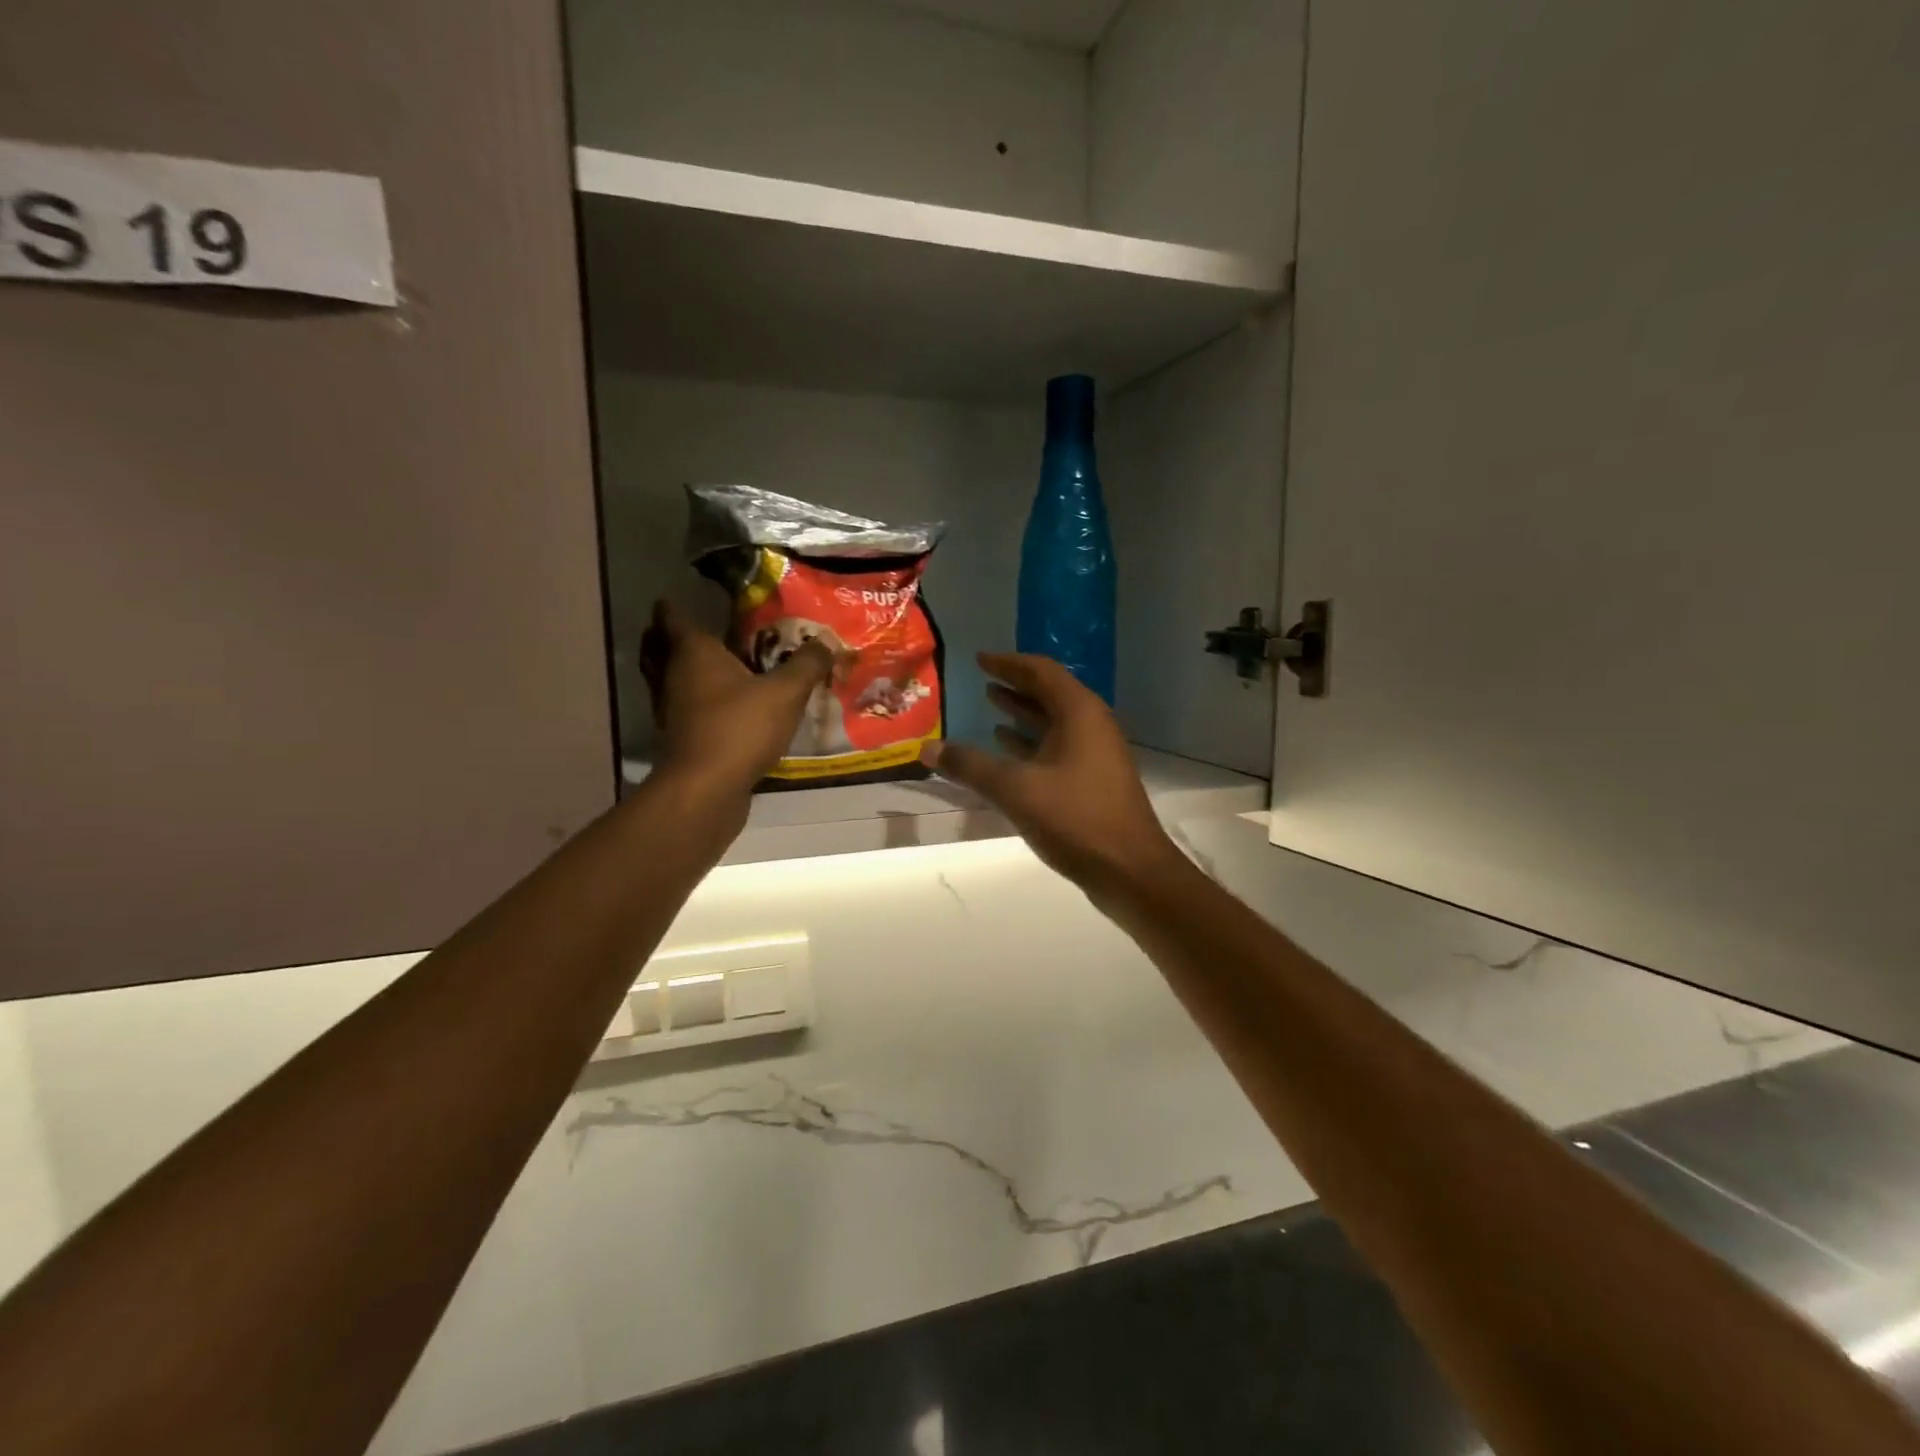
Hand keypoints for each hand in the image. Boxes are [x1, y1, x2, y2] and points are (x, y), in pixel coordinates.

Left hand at [640, 601, 831, 795]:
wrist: (707, 790)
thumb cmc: (740, 728)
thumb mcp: (785, 692)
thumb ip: (807, 664)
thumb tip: (825, 642)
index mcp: (692, 653)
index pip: (671, 617)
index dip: (672, 606)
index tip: (678, 597)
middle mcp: (674, 676)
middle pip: (659, 648)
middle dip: (669, 637)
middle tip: (697, 630)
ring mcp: (673, 710)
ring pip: (670, 680)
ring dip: (683, 671)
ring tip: (713, 667)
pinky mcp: (681, 740)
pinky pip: (684, 710)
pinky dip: (695, 703)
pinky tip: (721, 708)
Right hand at [922, 653, 1183, 898]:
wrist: (1130, 871)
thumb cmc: (1076, 818)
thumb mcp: (1016, 789)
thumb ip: (971, 766)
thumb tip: (927, 747)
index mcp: (1079, 713)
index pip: (1041, 672)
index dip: (1008, 663)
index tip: (979, 658)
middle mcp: (1091, 725)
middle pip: (1050, 694)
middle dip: (1015, 686)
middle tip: (983, 680)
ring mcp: (1095, 754)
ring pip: (1054, 722)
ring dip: (1023, 714)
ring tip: (990, 706)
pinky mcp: (1093, 781)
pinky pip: (1057, 748)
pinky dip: (1031, 743)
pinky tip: (1007, 749)